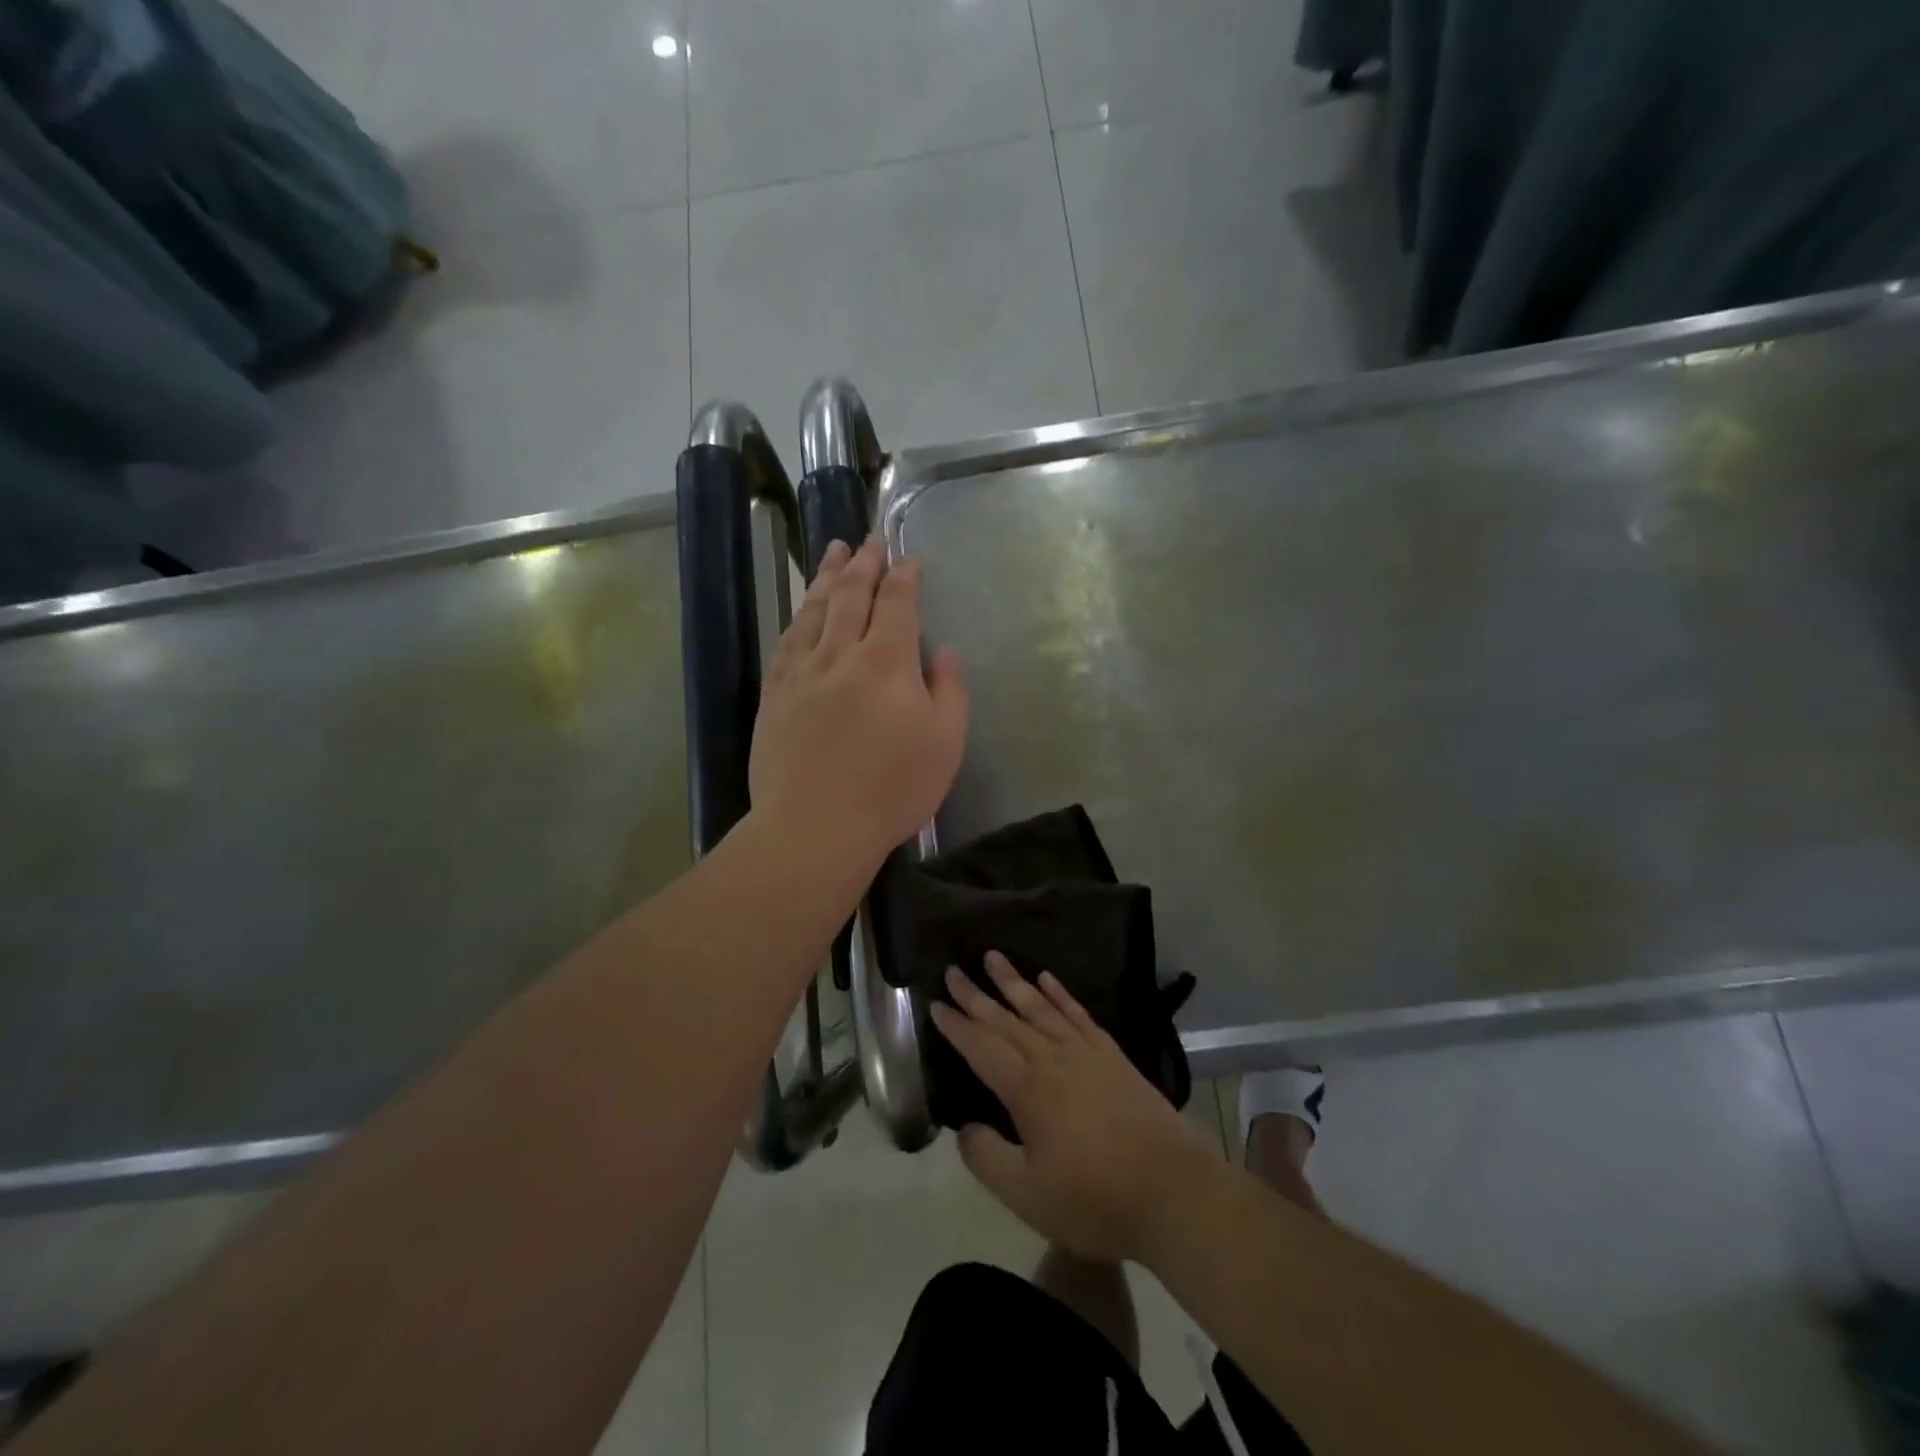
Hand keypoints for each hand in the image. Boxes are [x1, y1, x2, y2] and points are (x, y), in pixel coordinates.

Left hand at [749, 535, 968, 871]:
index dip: (904, 575)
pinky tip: (803, 609)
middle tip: (868, 539)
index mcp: (887, 662)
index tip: (908, 557)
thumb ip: (950, 691)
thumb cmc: (892, 790)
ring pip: (815, 609)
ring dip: (827, 576)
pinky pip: (788, 639)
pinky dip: (799, 614)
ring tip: (833, 551)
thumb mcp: (945, 744)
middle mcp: (841, 653)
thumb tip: (945, 653)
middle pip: (851, 594)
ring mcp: (801, 671)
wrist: (815, 826)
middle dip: (863, 562)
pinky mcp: (775, 693)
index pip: (897, 602)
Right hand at [930, 952, 1218, 1264]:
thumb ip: (987, 1159)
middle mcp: (1052, 1059)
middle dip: (976, 995)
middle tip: (953, 969)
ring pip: (1040, 1008)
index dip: (957, 1026)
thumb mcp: (1028, 1196)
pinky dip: (1060, 994)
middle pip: (1006, 1020)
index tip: (935, 1003)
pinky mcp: (1113, 1056)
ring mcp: (1086, 1053)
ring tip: (993, 957)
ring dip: (1014, 982)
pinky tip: (1047, 979)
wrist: (1173, 1192)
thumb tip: (963, 1128)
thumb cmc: (1096, 1200)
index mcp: (1027, 1090)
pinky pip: (1078, 1014)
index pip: (982, 1048)